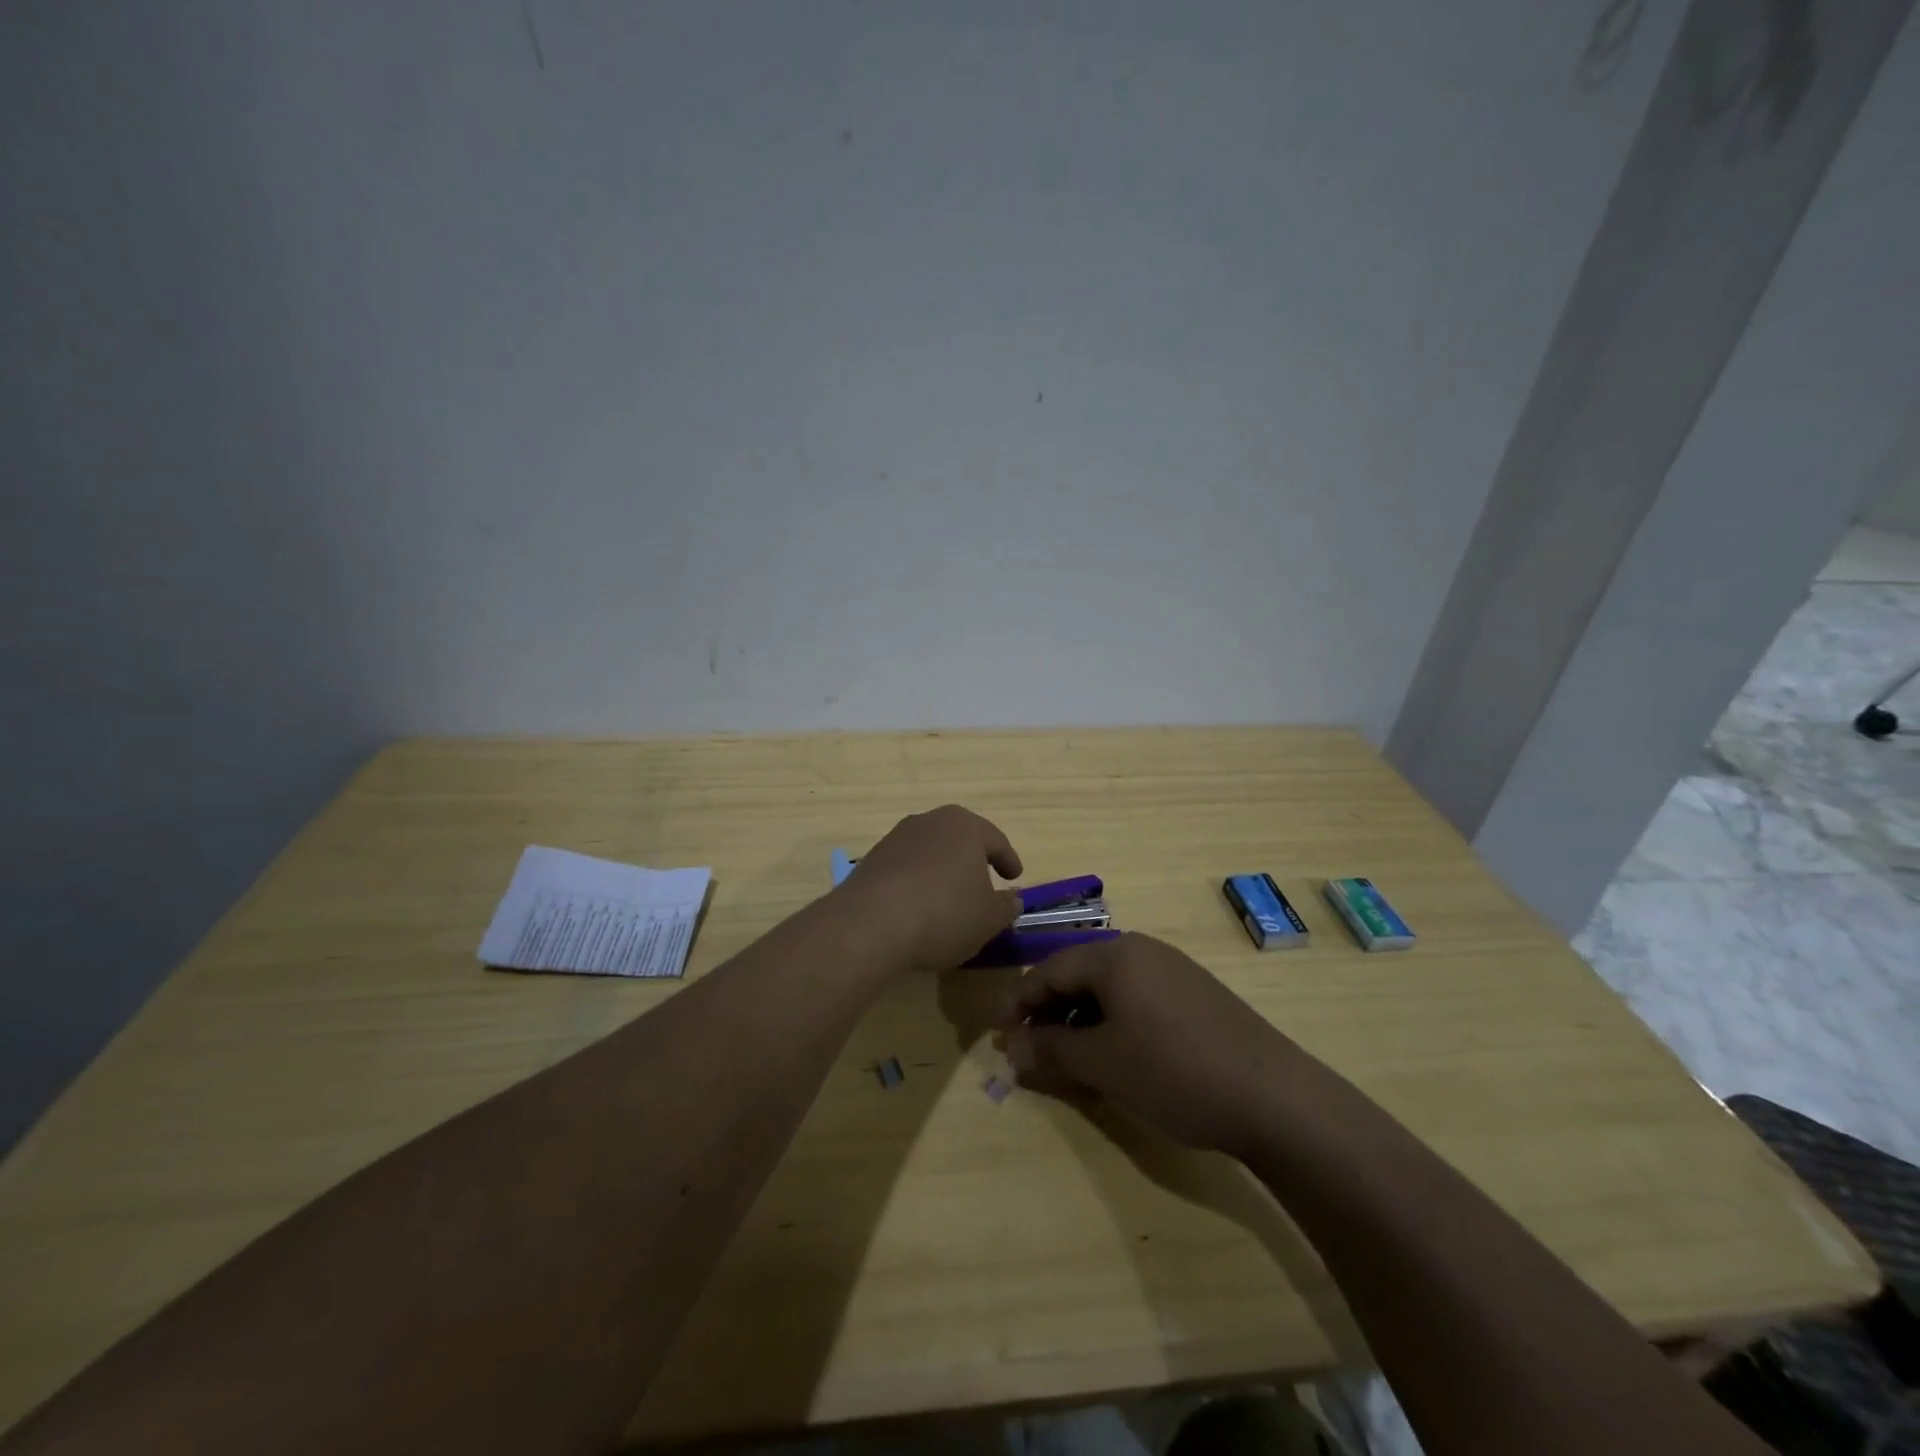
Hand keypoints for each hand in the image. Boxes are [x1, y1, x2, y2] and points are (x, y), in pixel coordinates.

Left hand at [836, 805, 1024, 971]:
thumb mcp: (988, 919)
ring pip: (930, 851)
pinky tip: (918, 906)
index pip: (995, 840)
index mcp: (965, 826)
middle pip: (959, 838)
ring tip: (948, 897)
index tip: (1015, 877)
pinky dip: (917, 882)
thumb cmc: (944, 913)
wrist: (870, 924)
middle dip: (972, 859)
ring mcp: (896, 838)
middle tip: (984, 881)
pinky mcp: (871, 859)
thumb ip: (1005, 907)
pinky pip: (905, 868)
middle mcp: (929, 822)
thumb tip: (1011, 899)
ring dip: (942, 870)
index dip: (1008, 859)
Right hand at [996, 933, 1304, 1155]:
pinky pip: (1139, 999)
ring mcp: (1174, 970)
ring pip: (1110, 988)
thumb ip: (1050, 1050)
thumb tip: (1011, 1049)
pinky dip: (1114, 1023)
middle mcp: (1143, 950)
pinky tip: (1117, 1056)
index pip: (1049, 969)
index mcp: (1115, 954)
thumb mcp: (1102, 1063)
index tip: (1000, 1034)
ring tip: (1070, 1058)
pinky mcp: (1197, 995)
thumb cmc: (1173, 1070)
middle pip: (1079, 974)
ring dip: (1081, 1020)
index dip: (1019, 1001)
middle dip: (1049, 1011)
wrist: (1273, 1095)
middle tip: (1031, 1049)